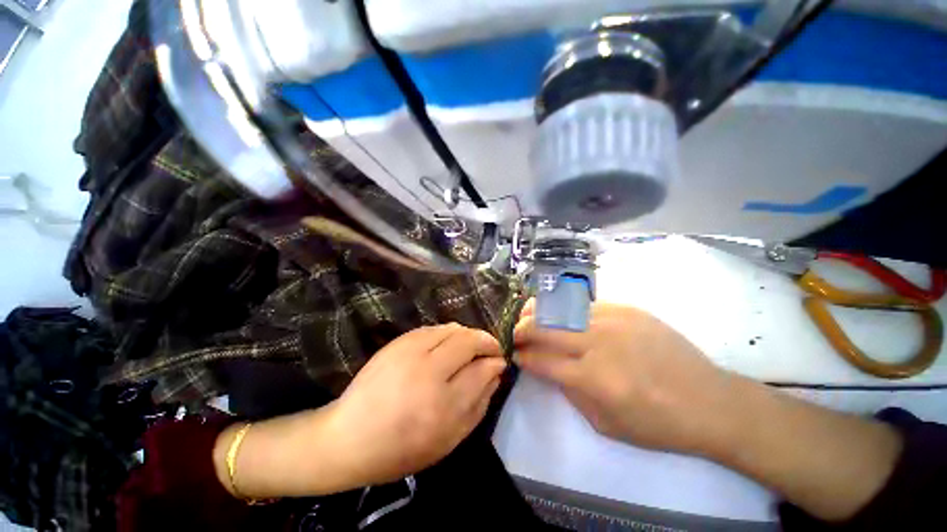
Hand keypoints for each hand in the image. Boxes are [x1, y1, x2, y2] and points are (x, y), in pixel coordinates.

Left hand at [325, 323, 505, 485]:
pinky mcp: (398, 342)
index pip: (482, 369)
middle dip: (487, 341)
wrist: (348, 437)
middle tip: (491, 350)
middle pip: (469, 340)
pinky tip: (448, 345)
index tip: (500, 361)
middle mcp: (428, 371)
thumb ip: (479, 405)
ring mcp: (410, 351)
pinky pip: (434, 328)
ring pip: (453, 329)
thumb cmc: (402, 448)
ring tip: (470, 347)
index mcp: (442, 405)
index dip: (495, 362)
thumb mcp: (449, 440)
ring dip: (468, 335)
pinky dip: (449, 333)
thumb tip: (496, 373)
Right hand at [516, 303, 903, 521]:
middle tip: (516, 333)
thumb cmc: (657, 424)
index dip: (523, 357)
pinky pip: (585, 305)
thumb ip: (569, 392)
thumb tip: (547, 367)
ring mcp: (614, 320)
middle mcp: (599, 343)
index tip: (515, 355)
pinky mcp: (628, 309)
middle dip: (522, 330)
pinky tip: (562, 314)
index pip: (542, 360)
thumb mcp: (605, 424)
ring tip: (529, 316)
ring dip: (539, 312)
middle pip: (544, 327)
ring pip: (561, 308)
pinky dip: (566, 309)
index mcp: (594, 378)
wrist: (710, 401)